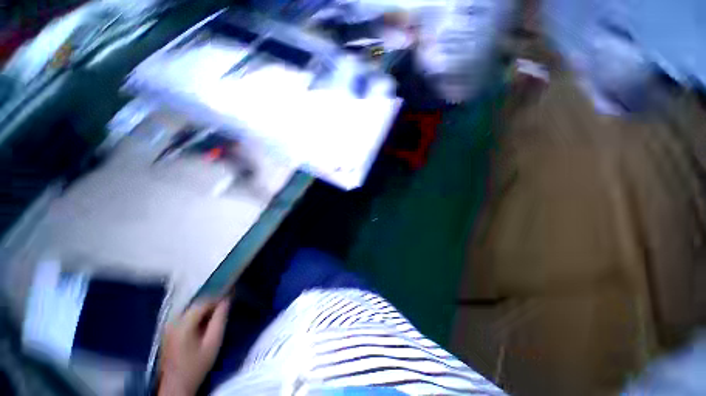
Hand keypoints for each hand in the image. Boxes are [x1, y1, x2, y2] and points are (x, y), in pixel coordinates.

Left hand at [159, 299, 228, 395]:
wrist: (177, 386)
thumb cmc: (197, 365)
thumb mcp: (213, 342)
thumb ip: (220, 318)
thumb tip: (227, 298)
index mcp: (183, 323)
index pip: (204, 301)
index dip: (218, 298)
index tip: (230, 299)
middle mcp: (173, 320)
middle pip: (196, 304)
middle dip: (211, 304)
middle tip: (224, 309)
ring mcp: (168, 326)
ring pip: (190, 309)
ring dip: (204, 310)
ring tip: (216, 316)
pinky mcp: (168, 331)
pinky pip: (185, 316)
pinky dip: (196, 316)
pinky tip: (203, 324)